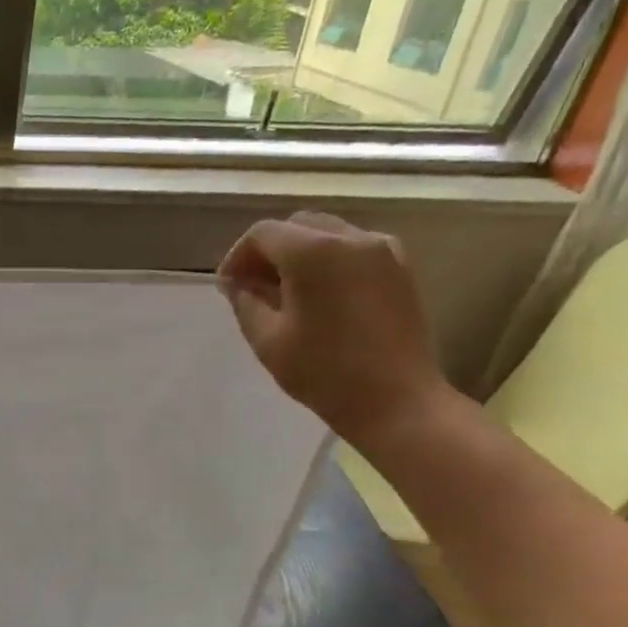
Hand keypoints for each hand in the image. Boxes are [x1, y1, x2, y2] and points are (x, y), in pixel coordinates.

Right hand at [217, 212, 451, 449]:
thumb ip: (246, 301)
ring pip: (327, 234)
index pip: (263, 234)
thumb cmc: (324, 372)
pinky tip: (318, 296)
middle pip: (297, 226)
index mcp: (314, 252)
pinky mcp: (400, 269)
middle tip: (251, 287)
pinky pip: (353, 249)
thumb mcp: (267, 339)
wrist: (397, 400)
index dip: (237, 257)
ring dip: (298, 254)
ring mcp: (383, 251)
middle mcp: (352, 238)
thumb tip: (237, 282)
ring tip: (283, 292)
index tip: (227, 287)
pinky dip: (328, 261)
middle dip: (268, 251)